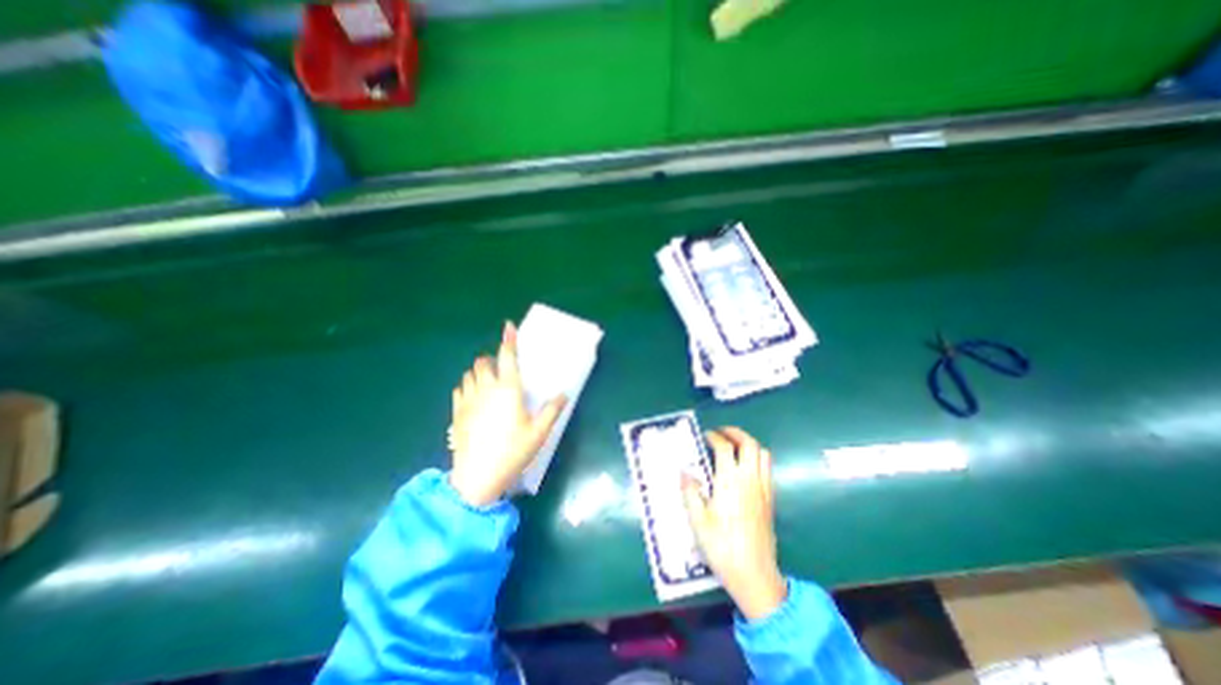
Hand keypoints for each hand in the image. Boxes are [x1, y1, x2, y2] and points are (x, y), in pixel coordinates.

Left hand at [447, 322, 566, 508]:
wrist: (477, 478)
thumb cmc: (513, 451)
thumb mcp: (539, 432)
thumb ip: (552, 411)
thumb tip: (564, 394)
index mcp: (508, 390)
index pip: (507, 357)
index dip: (509, 340)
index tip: (508, 326)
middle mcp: (486, 389)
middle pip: (483, 362)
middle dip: (492, 359)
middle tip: (502, 368)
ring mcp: (468, 401)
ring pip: (469, 374)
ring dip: (478, 372)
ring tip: (488, 381)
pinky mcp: (456, 413)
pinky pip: (459, 389)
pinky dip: (467, 386)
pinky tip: (473, 396)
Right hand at [682, 429, 787, 619]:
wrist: (754, 575)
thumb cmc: (722, 546)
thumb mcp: (698, 520)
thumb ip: (690, 491)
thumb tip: (684, 471)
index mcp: (730, 482)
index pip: (725, 447)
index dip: (715, 437)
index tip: (705, 436)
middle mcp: (749, 480)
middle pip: (749, 444)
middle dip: (736, 433)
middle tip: (722, 433)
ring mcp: (763, 489)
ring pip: (763, 454)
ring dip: (749, 443)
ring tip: (734, 446)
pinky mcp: (770, 499)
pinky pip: (767, 468)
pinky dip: (757, 458)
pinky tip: (745, 467)